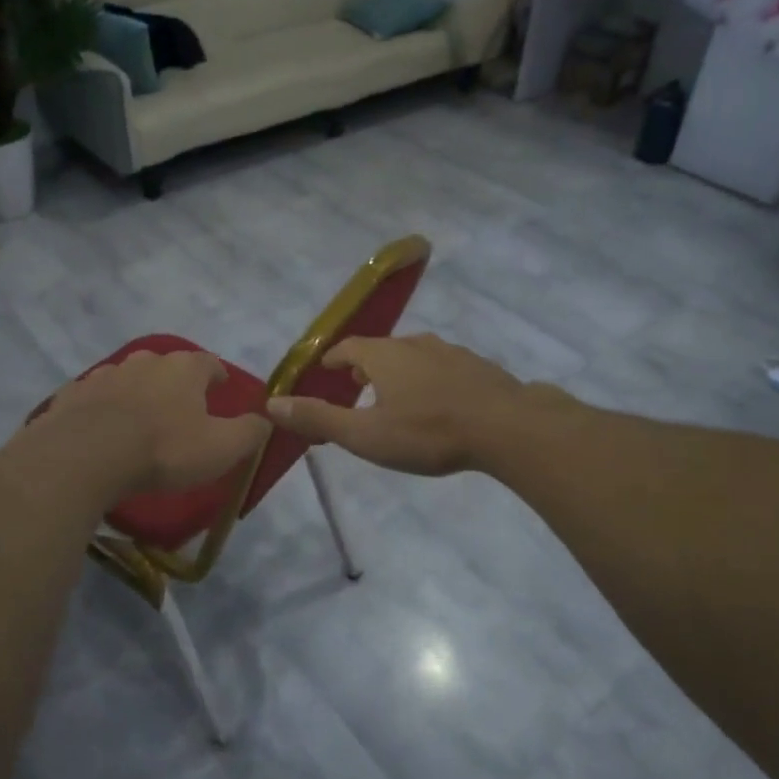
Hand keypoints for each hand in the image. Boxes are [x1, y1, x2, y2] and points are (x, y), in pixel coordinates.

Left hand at [31, 348, 270, 497]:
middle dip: (174, 383)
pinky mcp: (72, 395)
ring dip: (136, 394)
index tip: (220, 387)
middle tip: (180, 407)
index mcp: (183, 369)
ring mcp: (104, 375)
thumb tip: (267, 419)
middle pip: (166, 366)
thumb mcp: (221, 448)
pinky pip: (94, 398)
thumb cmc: (163, 450)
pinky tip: (101, 429)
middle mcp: (144, 362)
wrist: (85, 457)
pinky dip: (102, 408)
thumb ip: (249, 432)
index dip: (216, 375)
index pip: (208, 363)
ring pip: (128, 379)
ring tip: (139, 419)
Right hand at [265, 333, 532, 475]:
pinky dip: (430, 379)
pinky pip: (444, 367)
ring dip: (399, 371)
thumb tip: (271, 404)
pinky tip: (439, 401)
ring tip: (395, 394)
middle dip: (365, 365)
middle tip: (356, 386)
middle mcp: (415, 344)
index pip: (348, 348)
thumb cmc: (427, 432)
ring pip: (415, 356)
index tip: (325, 369)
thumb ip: (318, 419)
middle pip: (382, 349)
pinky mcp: (479, 367)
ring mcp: (451, 352)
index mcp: (384, 355)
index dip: (334, 358)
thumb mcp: (365, 435)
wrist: (507, 427)